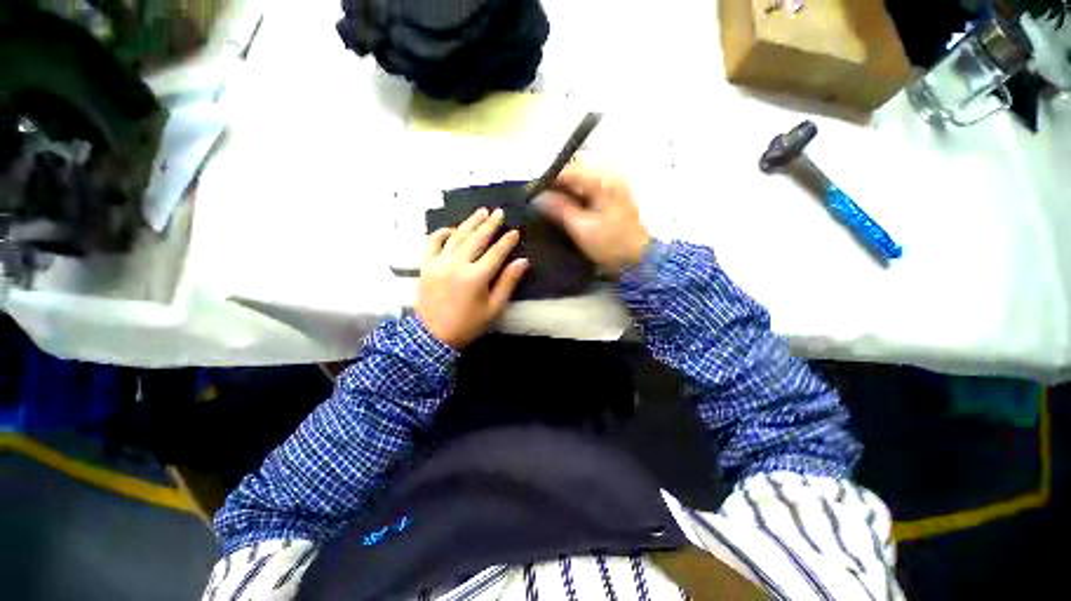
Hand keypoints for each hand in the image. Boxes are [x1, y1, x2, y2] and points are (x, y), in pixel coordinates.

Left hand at [416, 208, 528, 349]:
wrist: (432, 337)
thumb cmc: (468, 325)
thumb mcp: (494, 308)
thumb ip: (508, 282)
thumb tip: (522, 261)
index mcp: (476, 277)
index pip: (496, 252)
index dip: (507, 241)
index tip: (515, 231)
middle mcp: (457, 264)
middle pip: (476, 238)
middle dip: (490, 224)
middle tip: (499, 212)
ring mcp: (438, 263)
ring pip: (457, 236)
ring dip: (470, 222)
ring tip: (481, 211)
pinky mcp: (426, 265)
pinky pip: (432, 242)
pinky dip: (442, 233)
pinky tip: (452, 228)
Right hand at [537, 163, 650, 275]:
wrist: (638, 259)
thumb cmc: (610, 245)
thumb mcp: (581, 228)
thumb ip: (559, 209)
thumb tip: (537, 197)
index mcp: (604, 181)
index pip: (569, 170)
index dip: (548, 180)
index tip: (532, 193)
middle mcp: (610, 175)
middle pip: (576, 171)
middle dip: (556, 184)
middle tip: (540, 200)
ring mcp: (614, 184)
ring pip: (581, 179)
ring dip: (565, 189)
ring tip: (550, 204)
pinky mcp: (614, 194)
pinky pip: (589, 187)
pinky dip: (576, 194)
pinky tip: (566, 206)